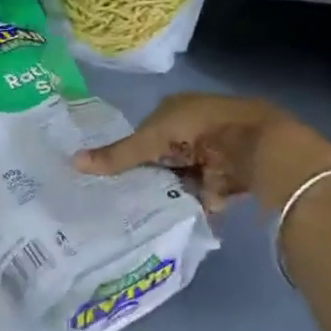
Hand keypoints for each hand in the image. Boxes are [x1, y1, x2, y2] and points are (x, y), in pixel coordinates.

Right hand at [74, 93, 330, 212]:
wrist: (257, 145)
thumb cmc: (200, 129)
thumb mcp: (152, 139)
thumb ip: (118, 155)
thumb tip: (73, 161)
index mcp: (174, 109)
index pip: (143, 131)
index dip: (127, 151)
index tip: (105, 175)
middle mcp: (191, 129)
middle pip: (160, 157)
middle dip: (144, 176)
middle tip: (114, 200)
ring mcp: (209, 154)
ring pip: (176, 178)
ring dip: (163, 193)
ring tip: (132, 216)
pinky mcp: (223, 179)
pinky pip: (196, 195)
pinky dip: (184, 206)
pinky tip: (162, 222)